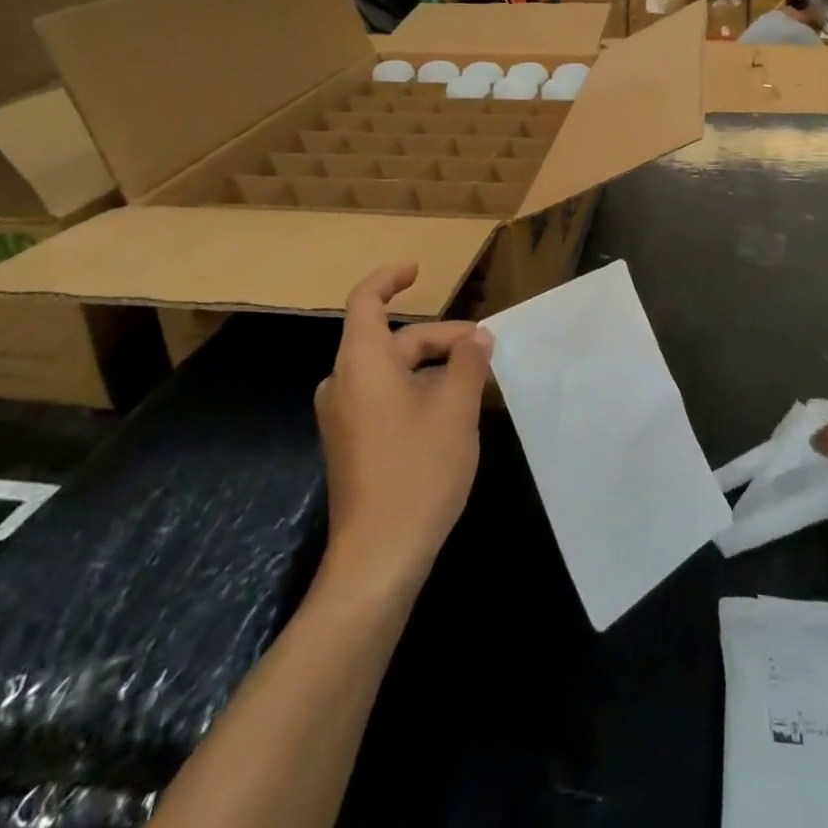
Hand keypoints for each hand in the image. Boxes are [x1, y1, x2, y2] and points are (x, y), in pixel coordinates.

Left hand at [316, 262, 492, 590]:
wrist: (379, 556)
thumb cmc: (418, 470)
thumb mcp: (455, 408)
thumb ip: (467, 362)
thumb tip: (476, 337)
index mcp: (361, 363)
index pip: (367, 301)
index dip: (391, 278)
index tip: (420, 271)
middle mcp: (343, 383)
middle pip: (392, 340)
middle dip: (438, 338)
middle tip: (484, 350)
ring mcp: (344, 417)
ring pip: (391, 372)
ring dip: (431, 367)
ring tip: (474, 380)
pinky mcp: (351, 444)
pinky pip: (384, 398)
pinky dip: (416, 390)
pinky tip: (450, 412)